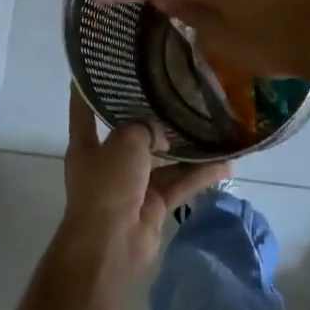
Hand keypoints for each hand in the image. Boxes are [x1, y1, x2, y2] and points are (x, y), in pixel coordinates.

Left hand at [60, 88, 230, 286]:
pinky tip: (225, 163)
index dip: (89, 87)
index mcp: (87, 144)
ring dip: (185, 147)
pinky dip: (199, 175)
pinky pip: (179, 183)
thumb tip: (160, 136)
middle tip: (177, 91)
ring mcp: (132, 185)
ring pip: (162, 159)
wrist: (111, 245)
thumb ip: (144, 127)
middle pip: (131, 132)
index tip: (100, 64)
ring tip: (211, 124)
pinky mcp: (154, 205)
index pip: (84, 108)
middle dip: (152, 117)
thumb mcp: (125, 141)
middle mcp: (108, 161)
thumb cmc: (107, 184)